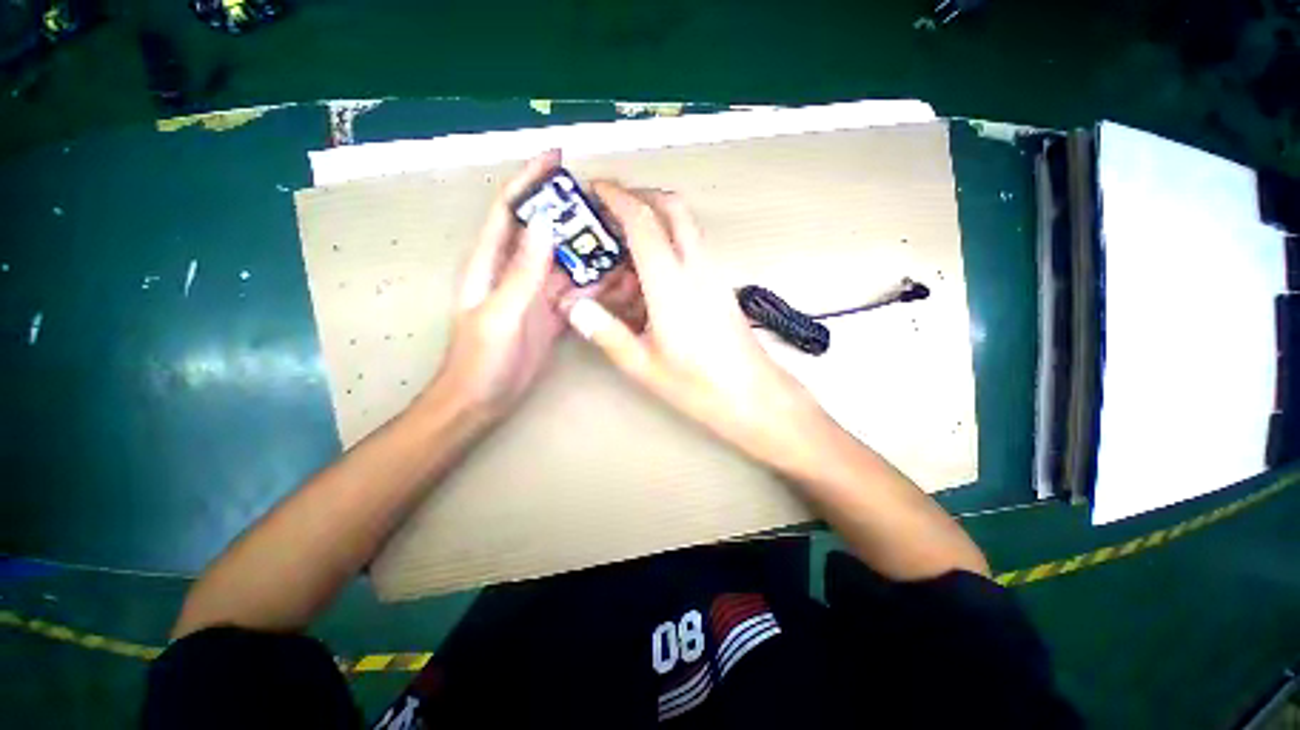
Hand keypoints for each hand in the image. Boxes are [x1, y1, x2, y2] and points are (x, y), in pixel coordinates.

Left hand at [433, 152, 647, 420]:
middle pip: (546, 233)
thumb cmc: (481, 360)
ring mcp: (536, 295)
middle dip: (571, 215)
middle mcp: (515, 272)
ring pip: (566, 263)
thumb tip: (546, 225)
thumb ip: (522, 272)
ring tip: (620, 238)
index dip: (530, 181)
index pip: (511, 211)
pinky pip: (576, 292)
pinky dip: (595, 285)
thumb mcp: (501, 314)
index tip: (557, 158)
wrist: (482, 401)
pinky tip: (617, 279)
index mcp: (492, 264)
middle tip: (606, 204)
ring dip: (589, 251)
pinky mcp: (552, 315)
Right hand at [562, 181, 824, 459]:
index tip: (594, 189)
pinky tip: (647, 277)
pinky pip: (690, 247)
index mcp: (671, 284)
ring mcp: (712, 273)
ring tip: (621, 247)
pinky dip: (667, 243)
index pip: (643, 221)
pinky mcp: (719, 284)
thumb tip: (573, 305)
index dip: (616, 198)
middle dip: (639, 195)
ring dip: (653, 220)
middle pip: (672, 206)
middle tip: (609, 209)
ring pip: (684, 224)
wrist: (753, 394)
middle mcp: (695, 267)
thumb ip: (606, 332)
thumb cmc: (698, 385)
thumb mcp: (643, 365)